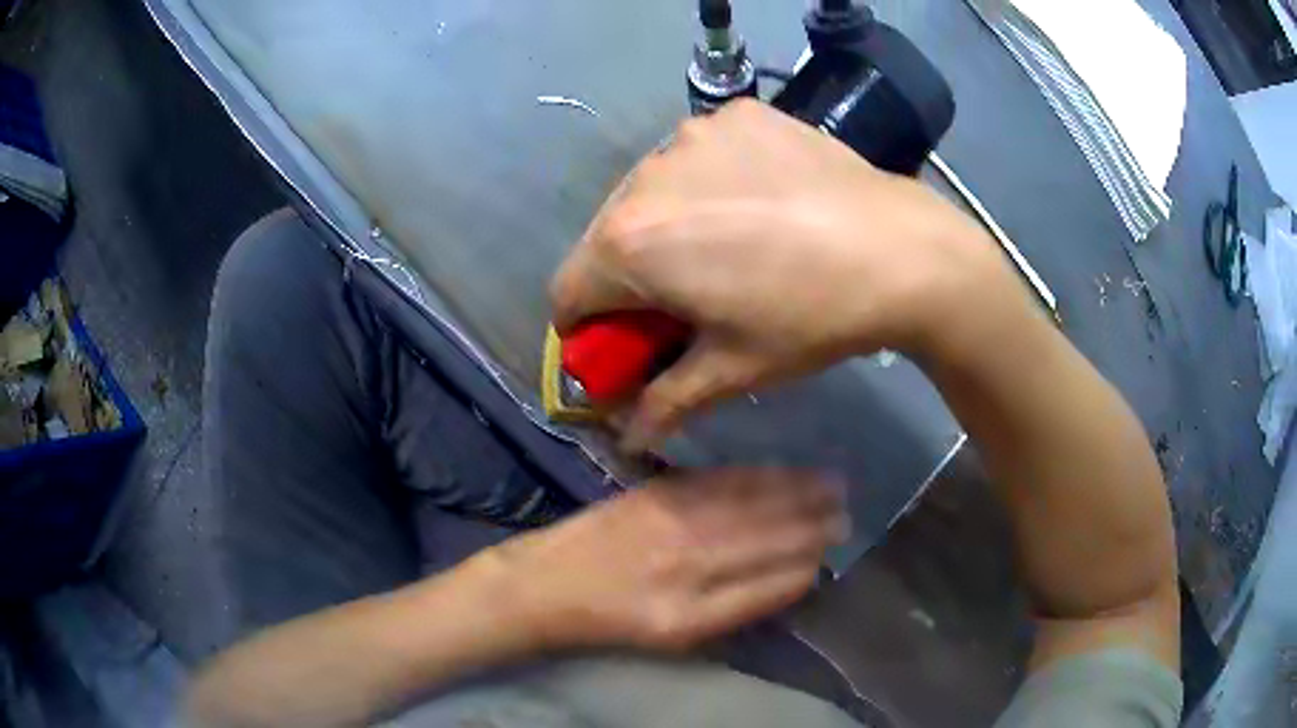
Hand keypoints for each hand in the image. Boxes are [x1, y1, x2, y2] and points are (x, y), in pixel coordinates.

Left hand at [485, 469, 847, 652]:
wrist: (548, 583)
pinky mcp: (657, 492)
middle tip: (848, 514)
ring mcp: (672, 522)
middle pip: (769, 539)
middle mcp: (689, 564)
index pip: (771, 585)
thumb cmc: (613, 620)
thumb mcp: (674, 636)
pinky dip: (759, 476)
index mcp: (694, 613)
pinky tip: (781, 472)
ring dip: (798, 493)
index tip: (831, 556)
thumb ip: (734, 609)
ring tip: (833, 486)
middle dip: (815, 526)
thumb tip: (787, 579)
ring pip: (752, 504)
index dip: (807, 567)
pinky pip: (721, 481)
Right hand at [550, 99, 1016, 448]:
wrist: (902, 249)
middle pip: (606, 239)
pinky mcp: (736, 113)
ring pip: (649, 191)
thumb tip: (628, 442)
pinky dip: (707, 181)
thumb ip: (664, 404)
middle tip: (682, 298)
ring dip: (665, 223)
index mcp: (630, 243)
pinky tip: (755, 202)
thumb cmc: (811, 316)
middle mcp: (645, 175)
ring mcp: (694, 134)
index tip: (621, 344)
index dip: (585, 330)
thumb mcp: (733, 370)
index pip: (566, 292)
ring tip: (726, 245)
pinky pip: (697, 155)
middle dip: (627, 276)